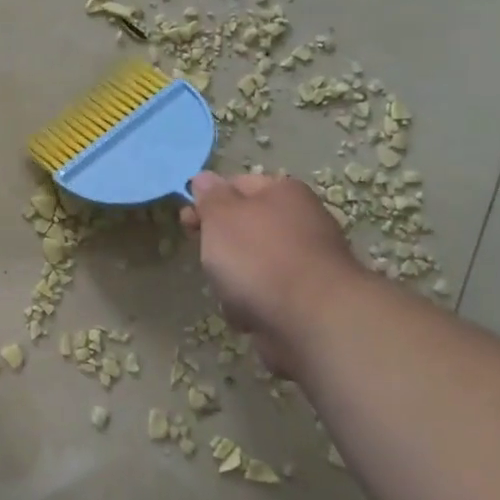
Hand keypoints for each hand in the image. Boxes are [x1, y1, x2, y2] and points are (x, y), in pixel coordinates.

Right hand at [181, 170, 361, 373]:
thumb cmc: (259, 256)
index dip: (208, 200)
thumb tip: (204, 178)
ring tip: (227, 292)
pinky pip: (266, 295)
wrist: (312, 320)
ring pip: (252, 263)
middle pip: (245, 227)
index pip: (236, 184)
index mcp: (283, 193)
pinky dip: (253, 305)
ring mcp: (307, 263)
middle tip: (205, 257)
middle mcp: (301, 222)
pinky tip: (247, 316)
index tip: (187, 221)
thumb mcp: (221, 216)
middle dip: (219, 244)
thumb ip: (210, 196)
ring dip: (233, 278)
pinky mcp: (307, 300)